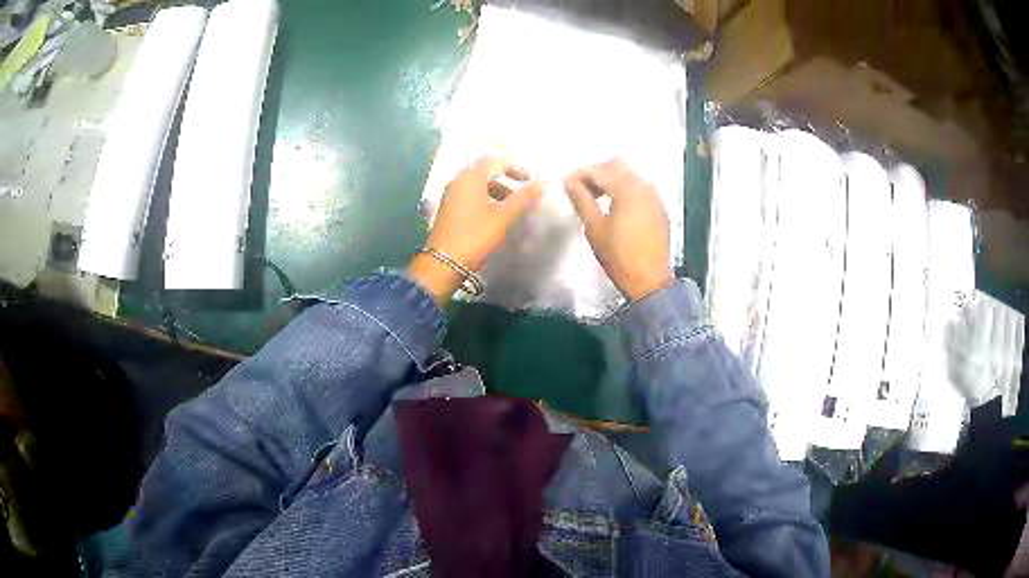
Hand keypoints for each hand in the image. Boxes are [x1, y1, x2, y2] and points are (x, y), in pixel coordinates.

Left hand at [409, 157, 542, 304]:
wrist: (444, 262)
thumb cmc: (475, 236)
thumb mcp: (503, 217)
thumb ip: (522, 198)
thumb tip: (541, 183)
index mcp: (471, 177)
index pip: (495, 160)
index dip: (515, 167)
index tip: (529, 181)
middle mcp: (458, 180)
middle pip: (485, 170)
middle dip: (505, 178)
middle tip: (521, 192)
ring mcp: (450, 194)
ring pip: (477, 183)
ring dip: (495, 189)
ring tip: (510, 206)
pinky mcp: (448, 207)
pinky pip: (469, 194)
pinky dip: (483, 198)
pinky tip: (493, 214)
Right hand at [564, 159, 672, 300]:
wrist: (650, 281)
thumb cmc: (619, 257)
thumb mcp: (595, 228)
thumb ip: (581, 200)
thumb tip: (569, 181)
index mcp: (627, 190)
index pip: (599, 171)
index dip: (580, 174)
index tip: (566, 182)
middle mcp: (644, 187)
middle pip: (617, 166)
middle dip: (597, 172)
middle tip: (581, 188)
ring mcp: (654, 197)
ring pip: (630, 175)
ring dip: (612, 179)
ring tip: (597, 197)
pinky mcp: (659, 208)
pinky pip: (640, 188)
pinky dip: (626, 189)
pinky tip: (616, 206)